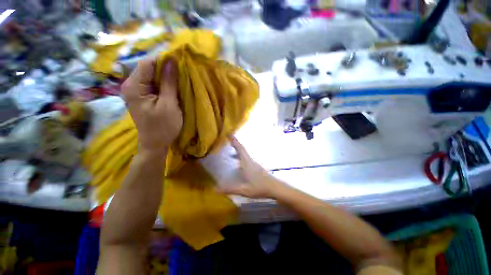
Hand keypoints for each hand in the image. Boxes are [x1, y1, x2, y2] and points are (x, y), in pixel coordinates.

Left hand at [121, 58, 181, 154]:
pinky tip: (172, 87)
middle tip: (182, 72)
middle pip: (148, 68)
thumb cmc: (163, 126)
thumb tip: (171, 60)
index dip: (163, 59)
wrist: (155, 144)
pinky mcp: (141, 96)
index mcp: (134, 86)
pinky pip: (152, 83)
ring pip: (151, 75)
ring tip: (179, 79)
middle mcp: (130, 85)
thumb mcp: (169, 104)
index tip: (180, 62)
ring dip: (165, 76)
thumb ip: (169, 82)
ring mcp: (134, 91)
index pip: (147, 63)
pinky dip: (163, 83)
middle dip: (165, 68)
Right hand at [217, 137, 285, 198]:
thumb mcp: (244, 190)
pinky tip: (239, 163)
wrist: (275, 188)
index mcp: (247, 163)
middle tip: (229, 139)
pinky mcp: (257, 167)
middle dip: (236, 143)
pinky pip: (247, 158)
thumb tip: (215, 189)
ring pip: (245, 153)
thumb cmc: (260, 187)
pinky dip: (241, 156)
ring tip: (231, 149)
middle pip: (243, 149)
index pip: (240, 149)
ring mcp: (254, 163)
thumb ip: (230, 189)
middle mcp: (251, 161)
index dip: (235, 141)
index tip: (230, 134)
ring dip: (239, 149)